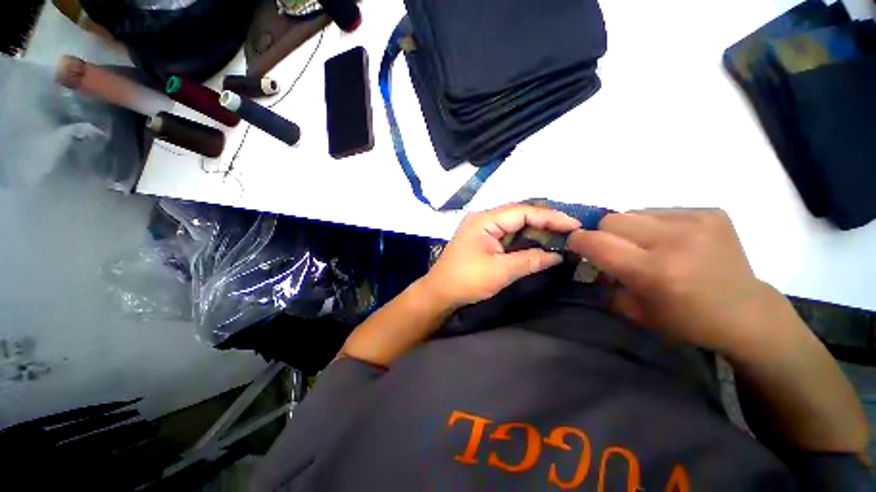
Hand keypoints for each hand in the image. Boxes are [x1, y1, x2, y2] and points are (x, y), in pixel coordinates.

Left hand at [422, 203, 580, 310]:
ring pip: (514, 224)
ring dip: (535, 230)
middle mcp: (483, 218)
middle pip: (519, 214)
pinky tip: (538, 242)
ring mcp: (482, 228)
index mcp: (485, 220)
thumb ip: (530, 260)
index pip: (523, 211)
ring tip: (560, 236)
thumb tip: (557, 255)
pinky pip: (507, 234)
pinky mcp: (482, 239)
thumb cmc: (466, 280)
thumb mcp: (500, 271)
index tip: (574, 225)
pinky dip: (524, 238)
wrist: (439, 292)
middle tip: (570, 231)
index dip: (550, 216)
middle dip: (545, 221)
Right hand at [567, 209, 773, 352]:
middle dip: (605, 234)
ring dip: (631, 229)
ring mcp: (697, 221)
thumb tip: (592, 258)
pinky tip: (673, 242)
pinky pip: (661, 211)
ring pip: (634, 212)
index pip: (596, 242)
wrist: (745, 312)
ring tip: (649, 246)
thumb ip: (604, 281)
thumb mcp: (633, 310)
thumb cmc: (684, 320)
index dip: (578, 241)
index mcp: (653, 272)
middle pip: (611, 219)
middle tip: (617, 250)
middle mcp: (674, 240)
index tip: (577, 245)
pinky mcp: (711, 213)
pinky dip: (656, 225)